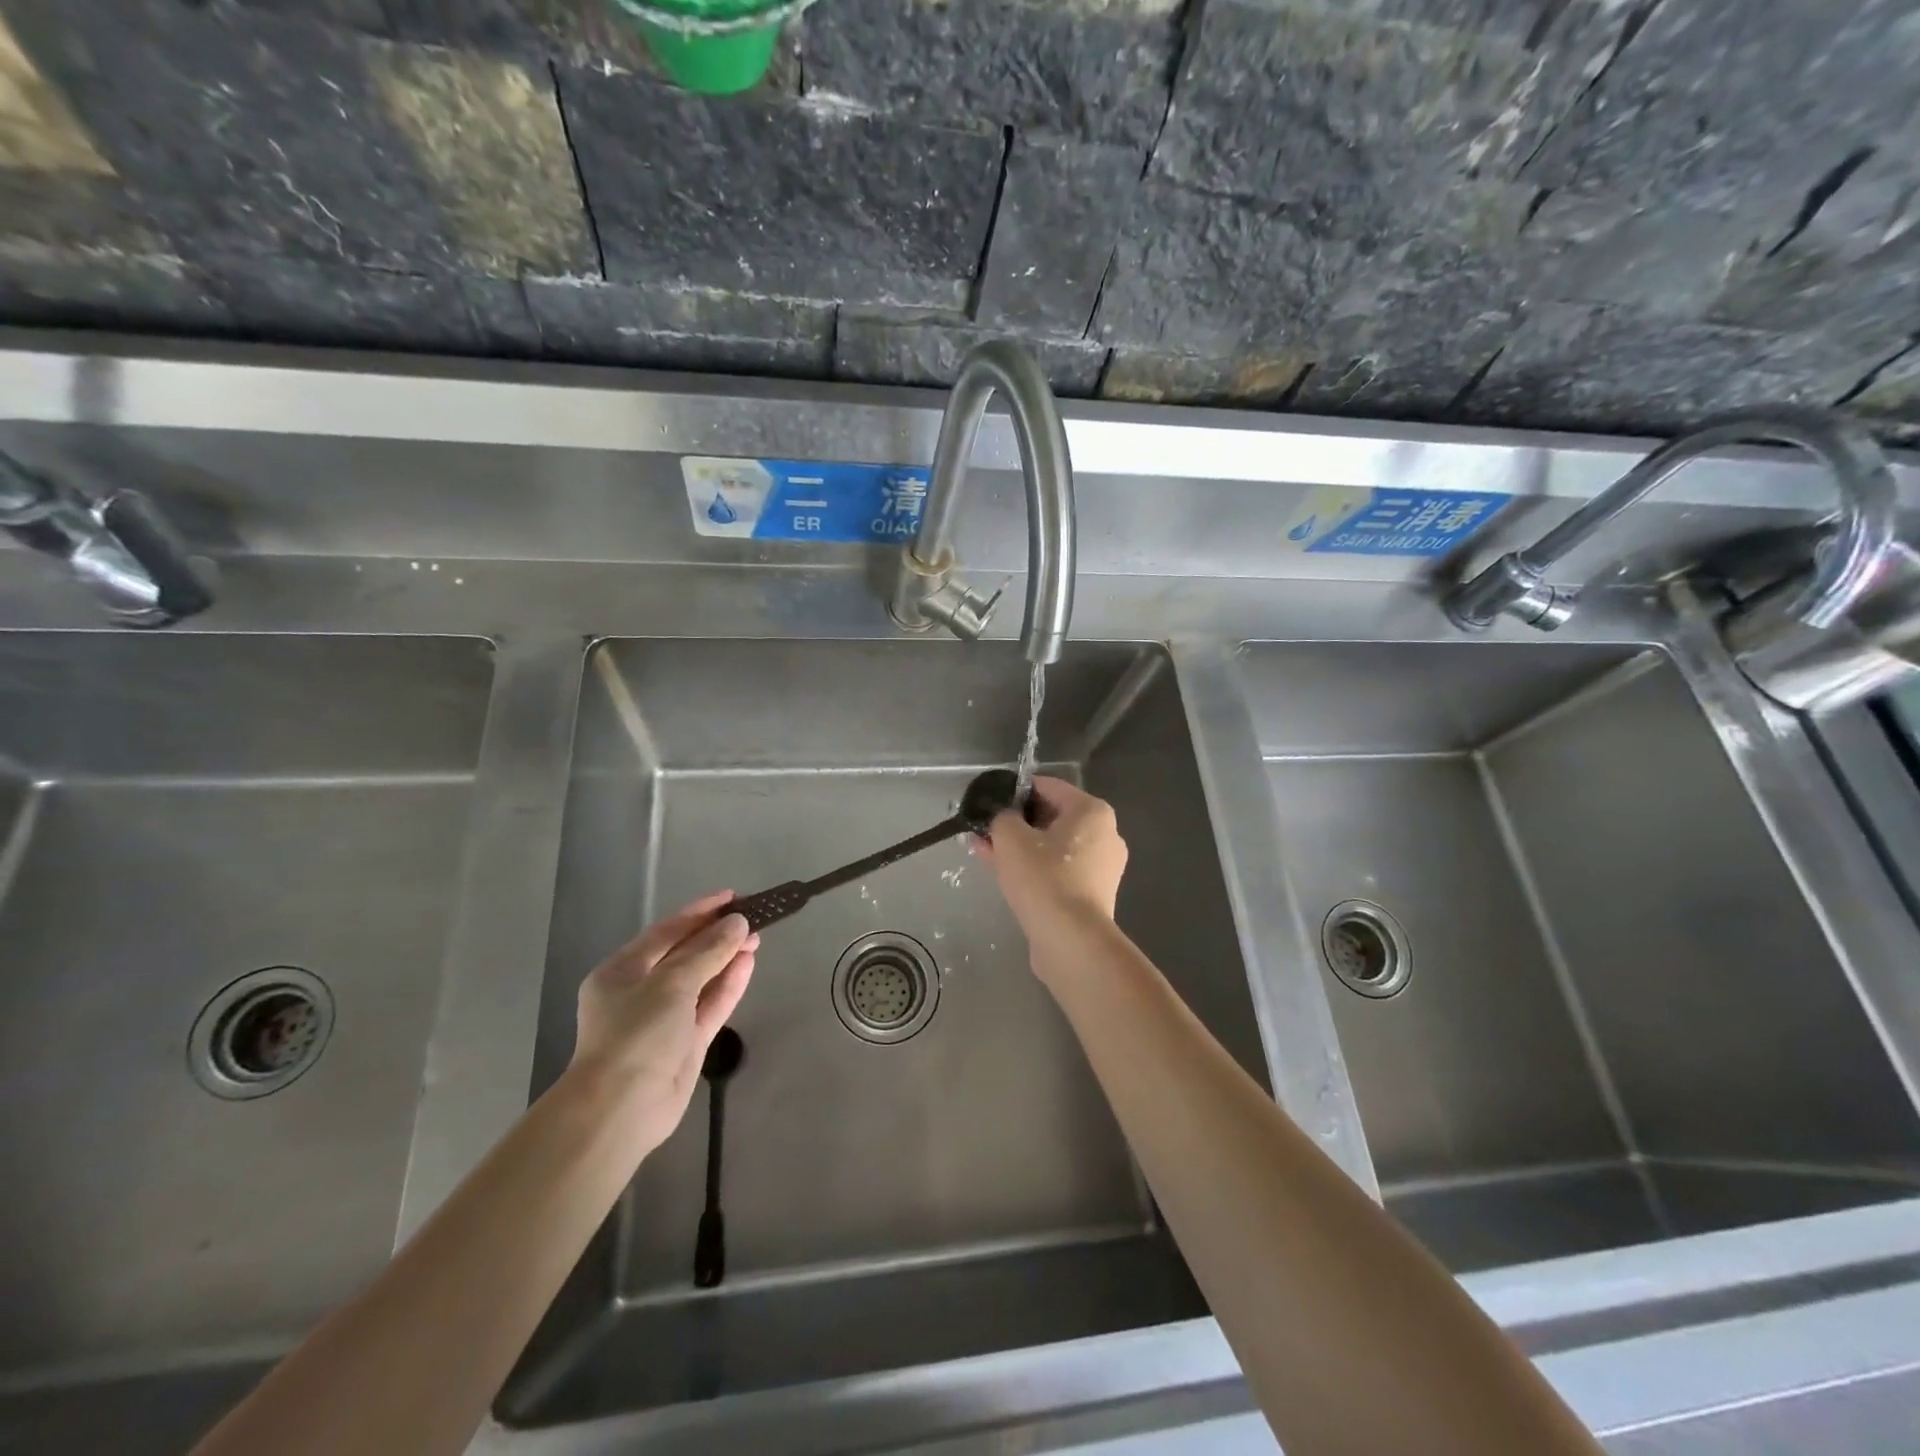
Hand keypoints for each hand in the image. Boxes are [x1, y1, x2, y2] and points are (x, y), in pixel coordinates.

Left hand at [570, 891, 757, 1158]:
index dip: (700, 911)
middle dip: (717, 935)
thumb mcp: (672, 983)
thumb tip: (738, 924)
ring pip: (702, 978)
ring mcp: (665, 1017)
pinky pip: (710, 1004)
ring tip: (757, 938)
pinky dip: (729, 984)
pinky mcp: (686, 1041)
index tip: (733, 897)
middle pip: (685, 953)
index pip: (667, 931)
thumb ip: (708, 951)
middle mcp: (641, 990)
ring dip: (727, 957)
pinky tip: (748, 964)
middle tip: (752, 918)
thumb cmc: (637, 1034)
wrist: (622, 1109)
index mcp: (622, 970)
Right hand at [973, 776, 1127, 936]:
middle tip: (983, 829)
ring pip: (1051, 846)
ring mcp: (1101, 867)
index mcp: (1092, 811)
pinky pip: (1057, 869)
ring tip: (984, 851)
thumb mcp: (1010, 837)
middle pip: (1051, 817)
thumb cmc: (1043, 878)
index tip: (989, 801)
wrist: (1070, 941)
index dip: (1014, 791)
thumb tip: (1002, 816)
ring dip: (1019, 847)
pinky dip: (1033, 868)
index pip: (1047, 786)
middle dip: (1014, 823)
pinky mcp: (1091, 894)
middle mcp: (1104, 834)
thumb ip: (1002, 816)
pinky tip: (1002, 873)